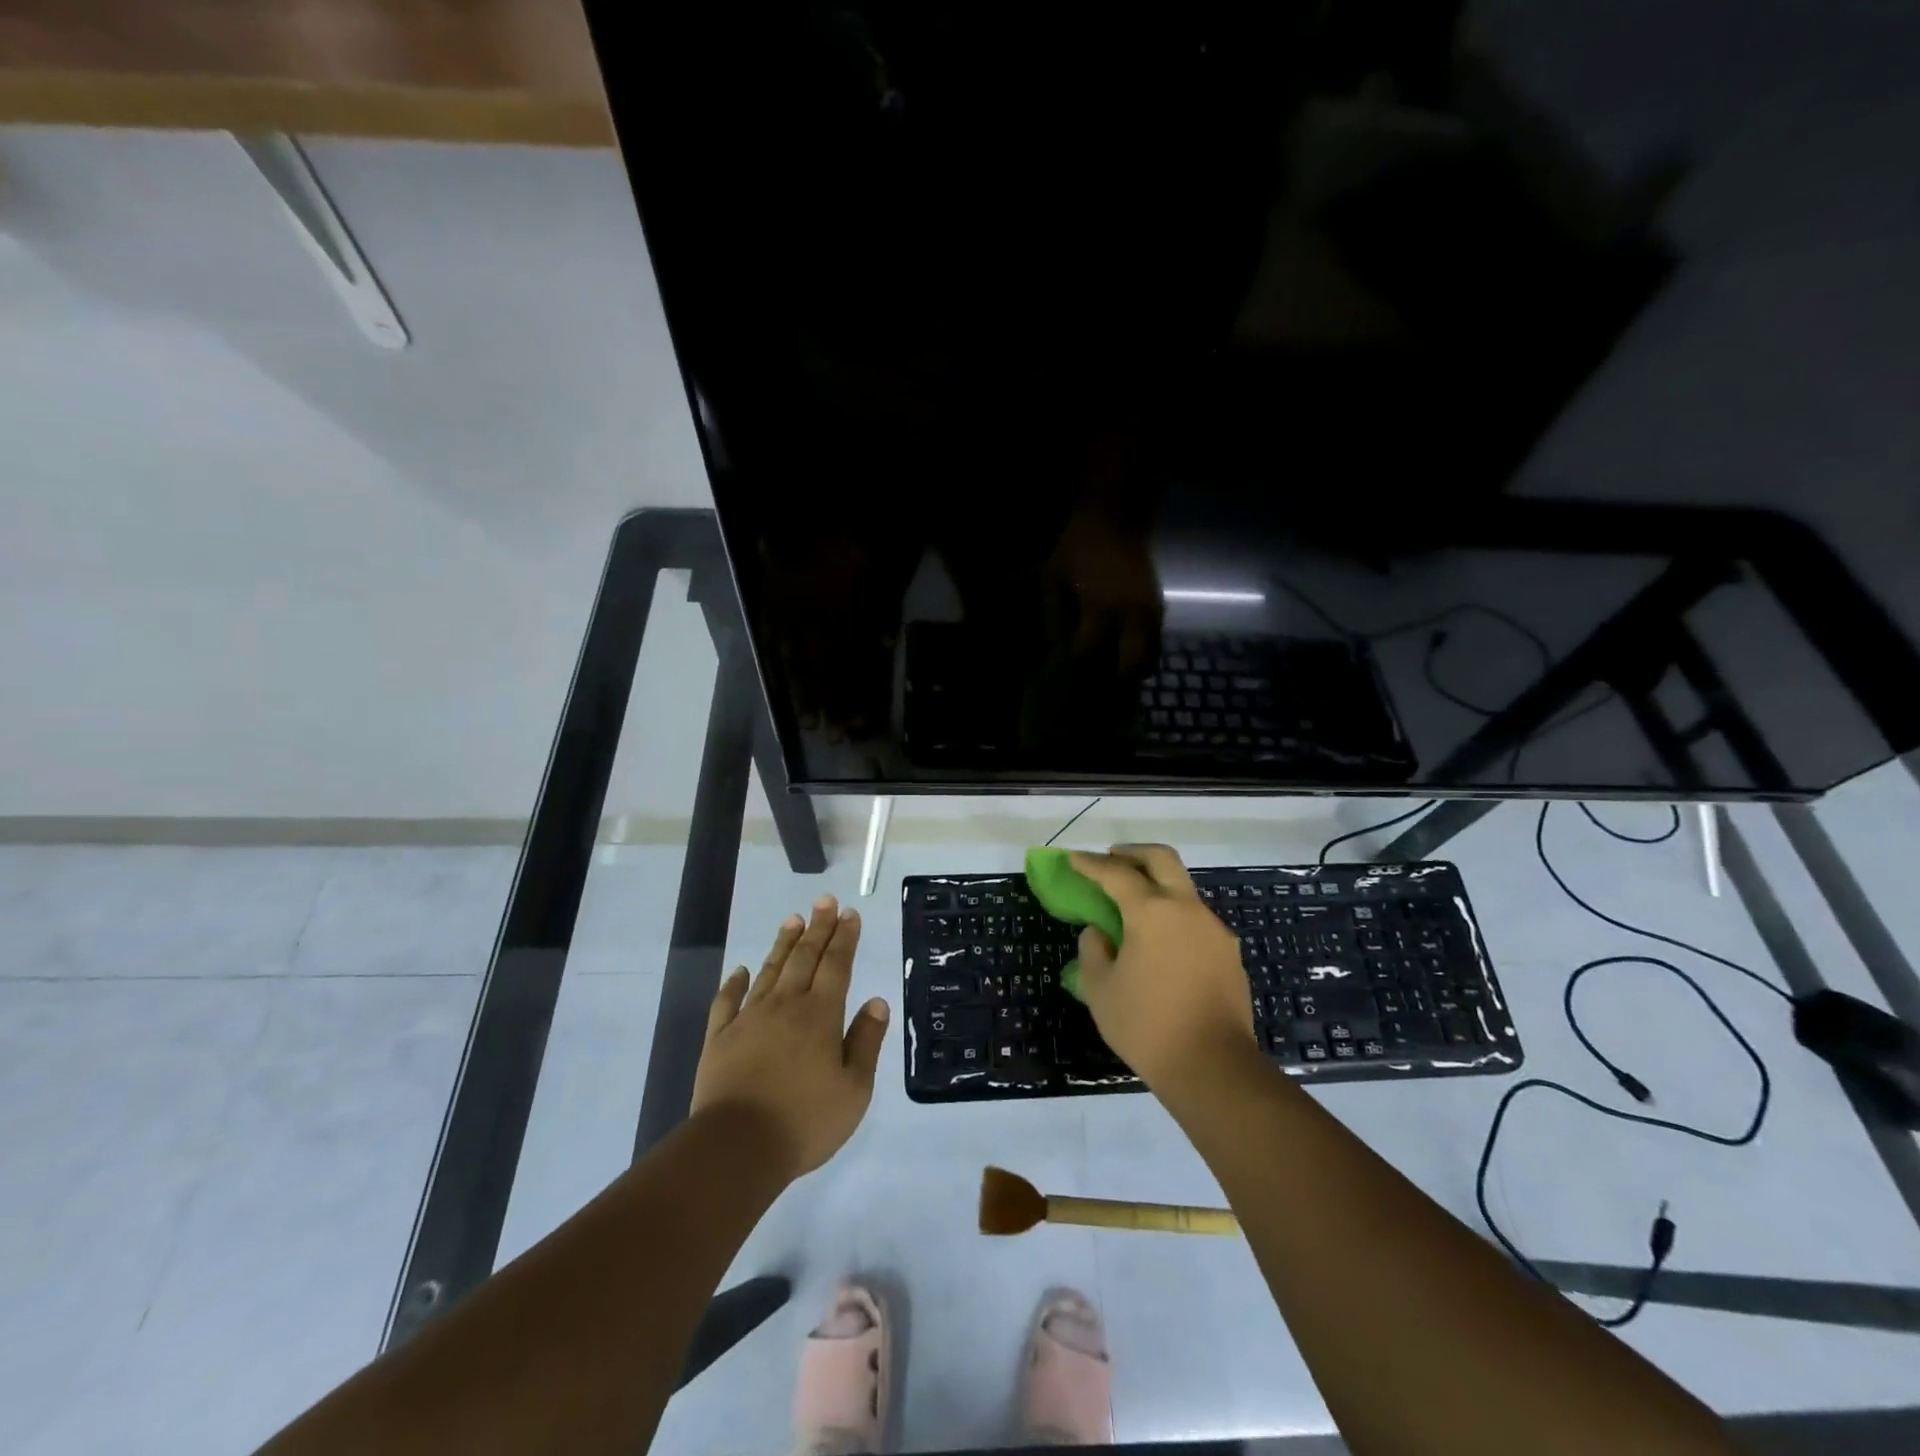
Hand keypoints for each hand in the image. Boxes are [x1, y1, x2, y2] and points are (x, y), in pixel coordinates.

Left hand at [691, 896, 889, 1181]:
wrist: (736, 1148)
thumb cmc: (804, 1121)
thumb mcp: (854, 1090)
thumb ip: (866, 1042)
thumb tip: (877, 1002)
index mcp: (820, 1015)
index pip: (837, 965)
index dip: (844, 937)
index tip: (849, 913)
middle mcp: (785, 1006)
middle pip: (804, 957)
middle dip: (818, 927)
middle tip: (825, 901)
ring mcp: (749, 1019)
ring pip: (769, 970)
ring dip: (783, 943)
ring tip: (793, 919)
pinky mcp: (719, 1038)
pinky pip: (727, 1001)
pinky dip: (734, 983)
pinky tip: (740, 970)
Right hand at [1069, 845, 1257, 1089]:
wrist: (1213, 1067)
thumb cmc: (1147, 1025)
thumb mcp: (1100, 989)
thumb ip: (1093, 950)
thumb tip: (1100, 931)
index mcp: (1152, 912)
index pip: (1116, 874)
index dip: (1091, 864)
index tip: (1074, 859)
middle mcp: (1187, 909)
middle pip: (1162, 859)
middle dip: (1133, 853)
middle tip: (1112, 858)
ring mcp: (1213, 929)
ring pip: (1183, 888)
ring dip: (1157, 885)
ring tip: (1134, 905)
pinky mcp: (1229, 953)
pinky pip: (1196, 919)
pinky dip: (1174, 915)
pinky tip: (1161, 942)